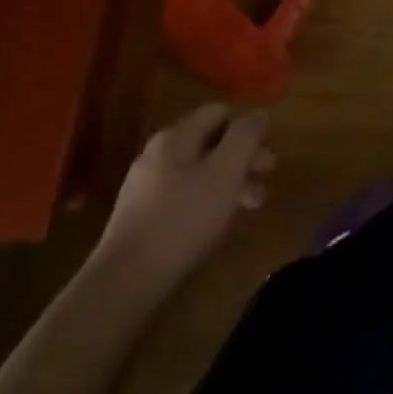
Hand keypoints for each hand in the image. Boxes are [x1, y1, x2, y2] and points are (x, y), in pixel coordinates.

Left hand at [94, 104, 274, 285]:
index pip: (220, 111)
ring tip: (252, 205)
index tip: (268, 150)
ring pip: (198, 170)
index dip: (247, 126)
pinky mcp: (140, 216)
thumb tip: (258, 113)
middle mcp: (158, 152)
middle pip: (210, 141)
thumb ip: (245, 137)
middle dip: (242, 157)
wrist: (124, 282)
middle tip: (267, 178)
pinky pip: (183, 194)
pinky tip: (217, 222)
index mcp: (177, 135)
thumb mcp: (225, 172)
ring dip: (229, 181)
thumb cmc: (183, 219)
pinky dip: (207, 199)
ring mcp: (145, 184)